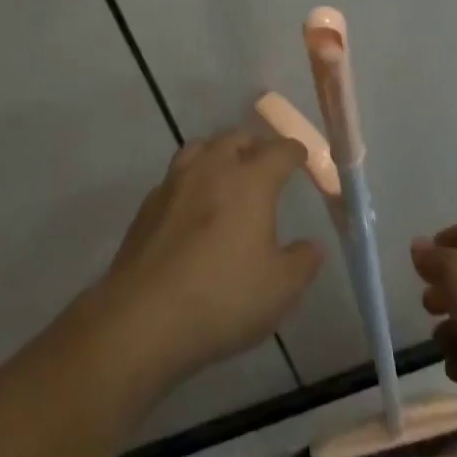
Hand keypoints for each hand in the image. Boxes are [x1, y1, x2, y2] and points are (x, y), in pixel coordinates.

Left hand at [96, 128, 323, 385]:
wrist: (142, 318)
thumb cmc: (222, 298)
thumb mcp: (280, 290)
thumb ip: (303, 263)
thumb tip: (313, 246)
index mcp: (251, 180)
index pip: (280, 150)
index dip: (295, 152)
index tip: (302, 159)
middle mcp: (213, 167)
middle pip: (237, 137)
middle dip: (255, 146)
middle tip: (265, 165)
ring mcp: (176, 182)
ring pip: (202, 148)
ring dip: (219, 154)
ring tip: (227, 174)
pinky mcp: (149, 204)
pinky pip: (177, 176)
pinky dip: (191, 180)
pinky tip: (193, 207)